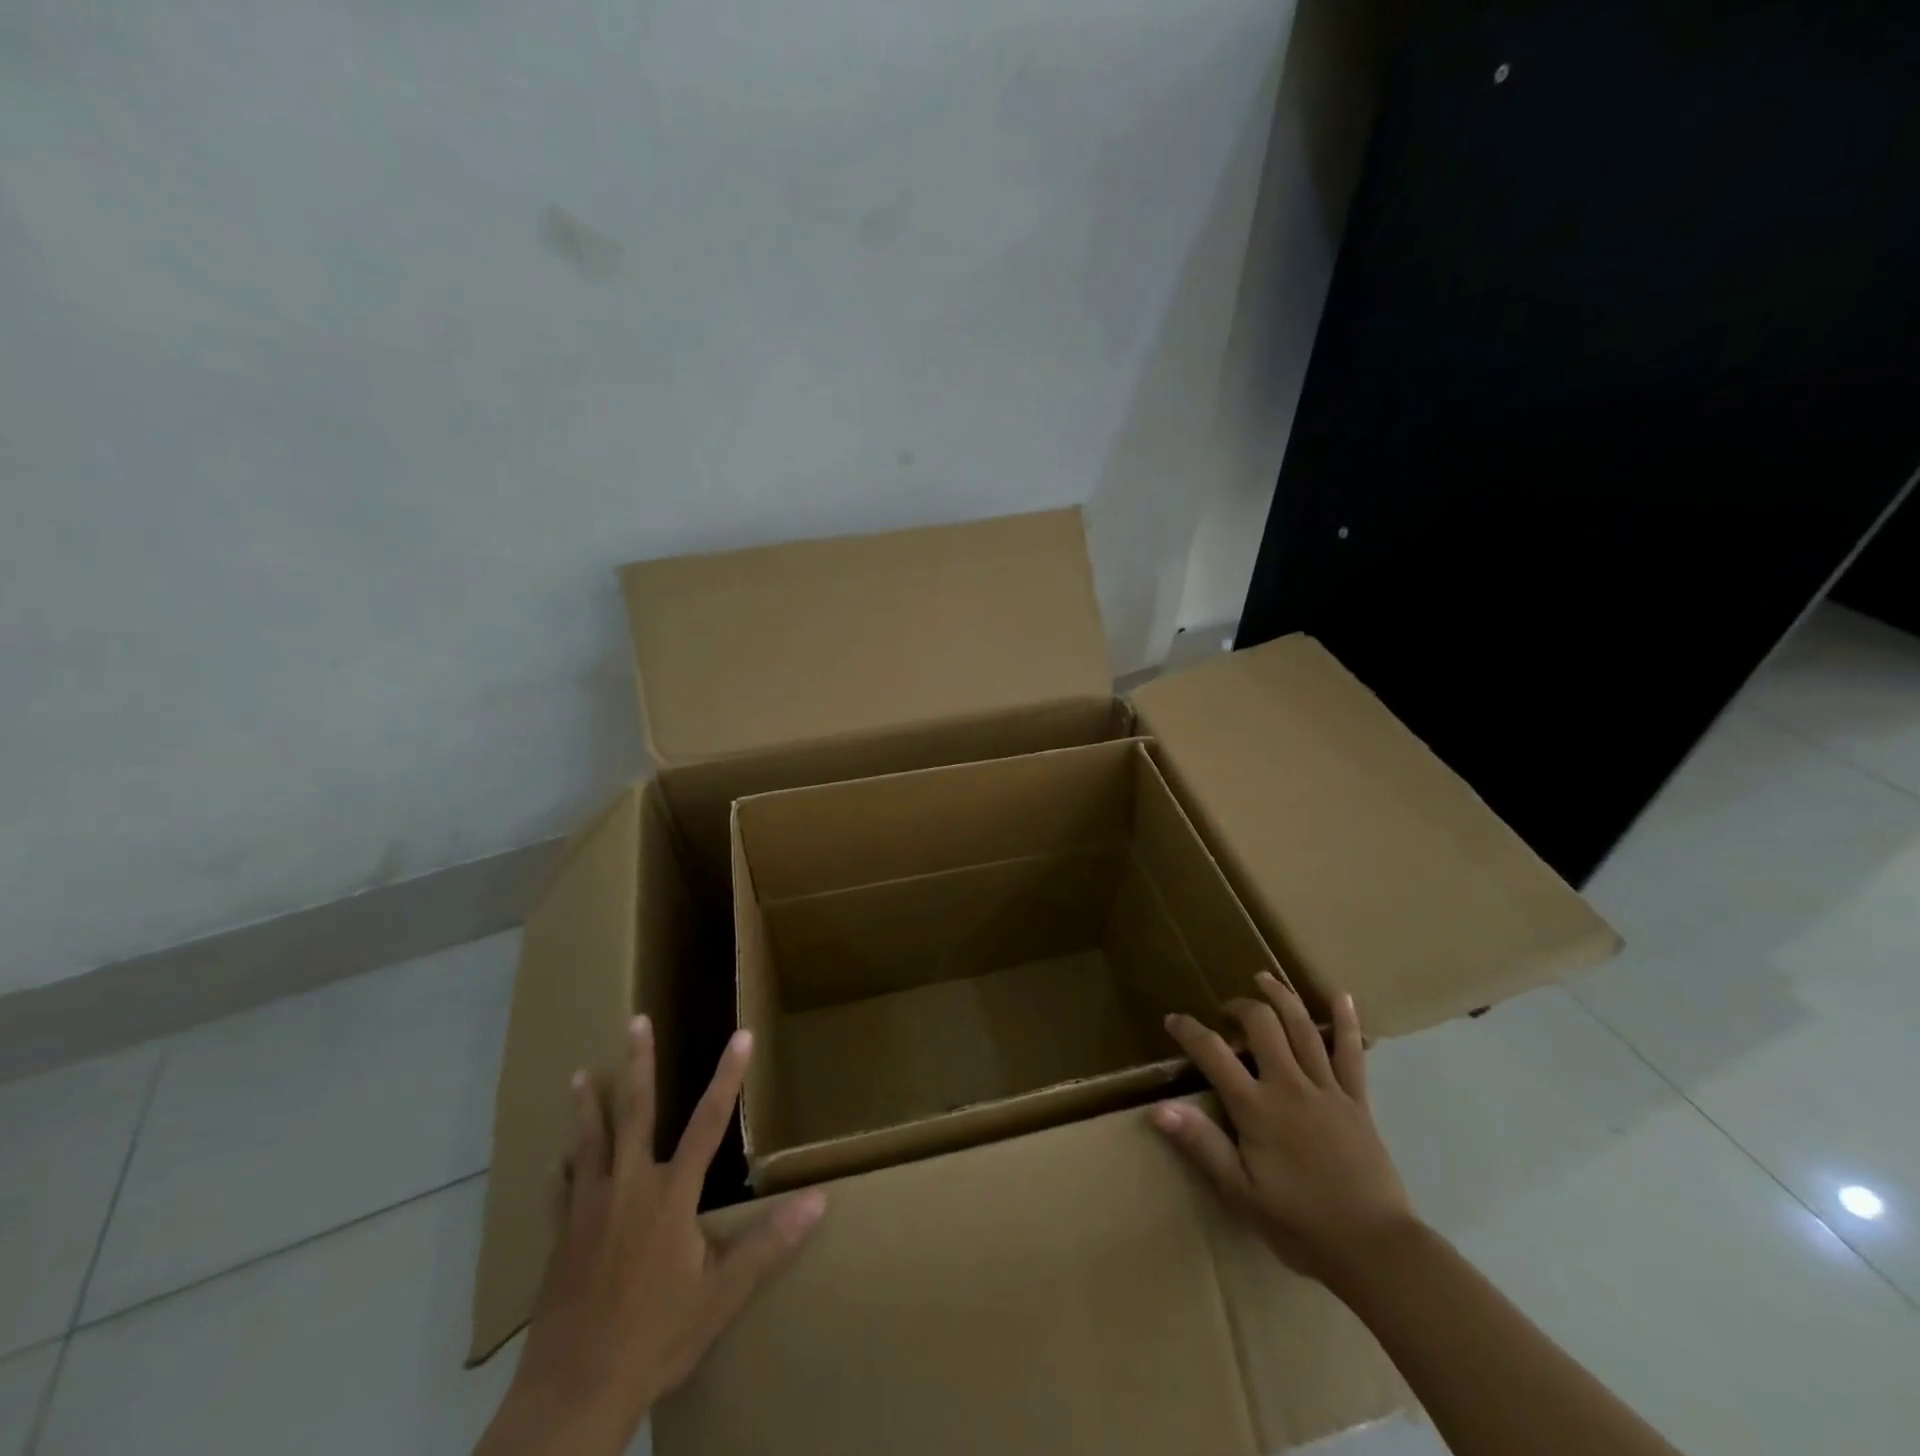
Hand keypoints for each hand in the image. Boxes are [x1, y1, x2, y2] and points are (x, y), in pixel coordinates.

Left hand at [478, 1018, 826, 1455]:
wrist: (572, 1395)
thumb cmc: (655, 1338)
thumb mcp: (722, 1296)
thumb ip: (769, 1243)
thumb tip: (819, 1200)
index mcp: (670, 1196)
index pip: (707, 1122)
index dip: (728, 1077)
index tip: (741, 1035)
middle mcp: (628, 1188)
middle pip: (635, 1112)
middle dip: (638, 1063)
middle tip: (636, 1020)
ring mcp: (587, 1211)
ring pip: (589, 1142)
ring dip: (589, 1104)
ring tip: (583, 1073)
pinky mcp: (560, 1240)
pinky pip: (561, 1192)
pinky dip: (563, 1170)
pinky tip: (556, 1162)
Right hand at [1153, 973, 1414, 1287]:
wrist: (1376, 1251)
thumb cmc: (1301, 1226)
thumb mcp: (1241, 1193)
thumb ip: (1202, 1144)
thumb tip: (1158, 1109)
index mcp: (1257, 1108)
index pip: (1213, 1053)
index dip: (1189, 1031)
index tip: (1173, 1020)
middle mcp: (1290, 1086)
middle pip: (1262, 1026)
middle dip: (1239, 1007)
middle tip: (1225, 1009)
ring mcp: (1327, 1089)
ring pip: (1303, 1028)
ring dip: (1281, 998)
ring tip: (1264, 979)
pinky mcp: (1357, 1101)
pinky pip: (1351, 1053)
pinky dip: (1345, 1022)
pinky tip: (1341, 996)